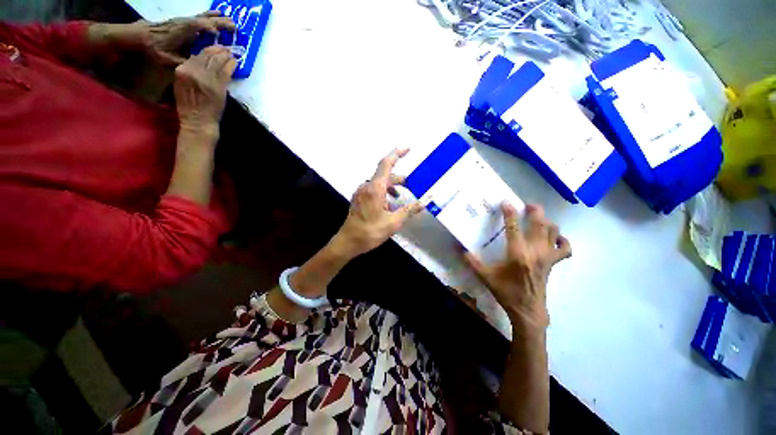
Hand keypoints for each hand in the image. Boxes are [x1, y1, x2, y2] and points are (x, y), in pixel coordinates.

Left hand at [124, 11, 234, 65]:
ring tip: (228, 18)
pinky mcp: (184, 23)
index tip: (220, 33)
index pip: (198, 26)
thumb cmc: (155, 48)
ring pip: (203, 17)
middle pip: (204, 20)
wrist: (141, 36)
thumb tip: (199, 66)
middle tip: (234, 26)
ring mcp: (185, 22)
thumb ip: (183, 62)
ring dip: (216, 17)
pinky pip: (199, 18)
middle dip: (219, 22)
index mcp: (182, 32)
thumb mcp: (168, 58)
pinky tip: (214, 16)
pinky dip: (209, 17)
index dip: (209, 28)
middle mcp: (185, 24)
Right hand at [173, 45, 235, 137]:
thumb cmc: (189, 105)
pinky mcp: (218, 87)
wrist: (198, 120)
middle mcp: (193, 71)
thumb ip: (189, 71)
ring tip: (230, 53)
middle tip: (225, 47)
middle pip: (207, 56)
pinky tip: (234, 62)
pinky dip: (231, 66)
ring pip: (217, 62)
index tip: (215, 47)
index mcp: (182, 70)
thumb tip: (200, 60)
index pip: (196, 55)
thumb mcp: (182, 84)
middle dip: (218, 50)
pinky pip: (226, 72)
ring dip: (225, 55)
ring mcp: (207, 79)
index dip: (207, 49)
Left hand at [333, 149, 423, 257]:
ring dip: (390, 187)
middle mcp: (366, 186)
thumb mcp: (393, 222)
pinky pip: (373, 190)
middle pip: (384, 175)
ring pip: (378, 183)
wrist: (348, 242)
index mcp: (375, 188)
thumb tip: (423, 203)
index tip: (408, 149)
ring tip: (400, 198)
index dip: (397, 154)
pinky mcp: (358, 199)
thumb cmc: (370, 232)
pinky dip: (383, 193)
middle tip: (409, 185)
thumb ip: (408, 211)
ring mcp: (360, 193)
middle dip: (398, 179)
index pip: (386, 164)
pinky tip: (388, 205)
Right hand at [464, 203, 570, 330]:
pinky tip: (554, 237)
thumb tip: (459, 249)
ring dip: (547, 221)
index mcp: (517, 254)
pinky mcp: (553, 262)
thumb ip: (472, 262)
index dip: (509, 213)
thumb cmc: (506, 292)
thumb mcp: (485, 276)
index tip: (506, 202)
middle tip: (527, 205)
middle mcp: (535, 251)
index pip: (514, 227)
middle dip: (535, 211)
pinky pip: (564, 248)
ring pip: (553, 231)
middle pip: (539, 224)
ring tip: (538, 217)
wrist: (527, 310)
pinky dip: (562, 239)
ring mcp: (547, 256)